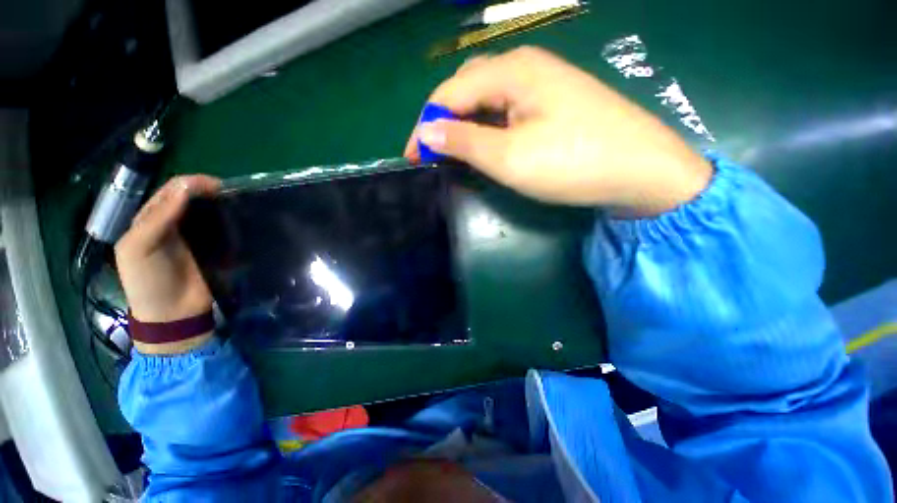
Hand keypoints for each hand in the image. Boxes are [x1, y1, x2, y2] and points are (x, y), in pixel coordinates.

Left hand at [114, 175, 219, 353]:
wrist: (171, 314)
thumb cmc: (149, 282)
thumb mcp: (140, 248)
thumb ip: (158, 218)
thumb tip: (185, 190)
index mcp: (147, 221)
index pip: (169, 192)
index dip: (190, 184)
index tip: (217, 185)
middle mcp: (168, 224)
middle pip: (187, 198)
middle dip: (205, 190)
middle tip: (230, 193)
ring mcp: (190, 237)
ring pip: (203, 211)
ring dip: (217, 203)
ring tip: (235, 201)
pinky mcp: (208, 248)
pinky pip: (217, 228)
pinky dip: (225, 219)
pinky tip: (236, 217)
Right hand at [404, 47, 711, 215]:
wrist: (642, 171)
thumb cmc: (573, 163)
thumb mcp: (510, 157)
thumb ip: (465, 142)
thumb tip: (430, 132)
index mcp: (511, 72)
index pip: (449, 94)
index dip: (424, 125)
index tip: (412, 156)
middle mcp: (525, 68)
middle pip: (466, 91)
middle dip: (443, 122)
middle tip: (433, 155)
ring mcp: (542, 86)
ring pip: (487, 102)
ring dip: (465, 127)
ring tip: (455, 154)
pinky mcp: (553, 105)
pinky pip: (507, 112)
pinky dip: (488, 130)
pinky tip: (487, 147)